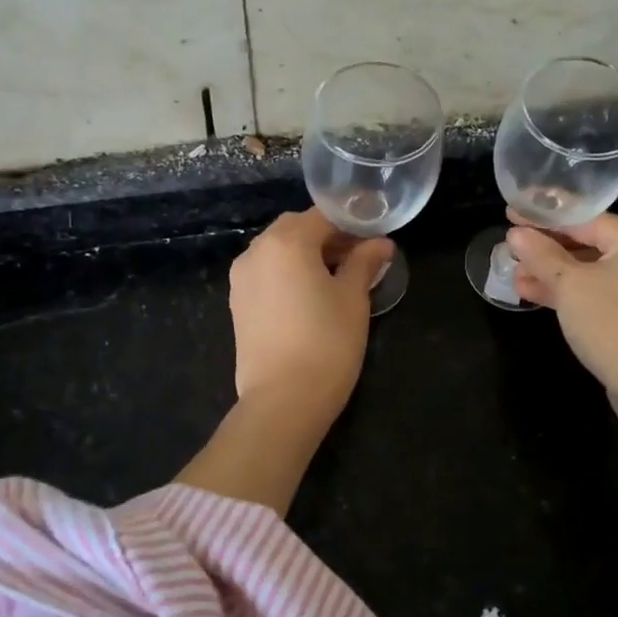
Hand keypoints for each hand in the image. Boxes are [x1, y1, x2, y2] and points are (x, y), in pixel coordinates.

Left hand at [229, 209, 392, 418]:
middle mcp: (256, 251)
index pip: (324, 216)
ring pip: (277, 251)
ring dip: (305, 255)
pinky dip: (287, 274)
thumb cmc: (326, 343)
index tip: (374, 241)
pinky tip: (308, 297)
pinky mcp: (237, 303)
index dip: (352, 224)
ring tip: (335, 280)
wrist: (283, 400)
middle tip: (357, 259)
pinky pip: (266, 273)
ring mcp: (241, 278)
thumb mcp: (353, 298)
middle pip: (296, 229)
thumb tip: (380, 243)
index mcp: (287, 241)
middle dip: (327, 237)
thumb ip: (364, 262)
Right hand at [506, 211, 617, 437]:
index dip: (544, 219)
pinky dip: (567, 294)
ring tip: (514, 276)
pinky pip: (594, 294)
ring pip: (587, 272)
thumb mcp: (570, 286)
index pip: (584, 219)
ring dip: (551, 274)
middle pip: (587, 244)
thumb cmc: (613, 324)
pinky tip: (533, 295)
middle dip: (546, 250)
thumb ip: (542, 256)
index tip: (511, 216)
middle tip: (510, 249)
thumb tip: (517, 234)